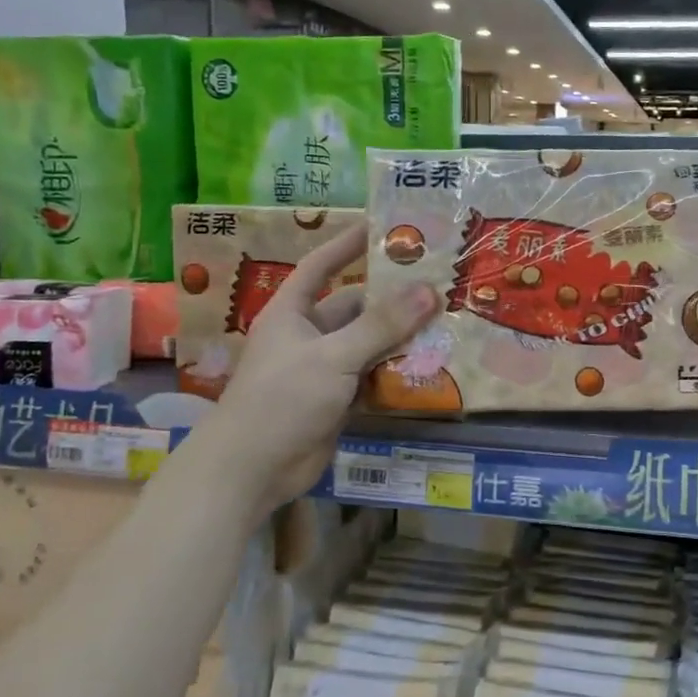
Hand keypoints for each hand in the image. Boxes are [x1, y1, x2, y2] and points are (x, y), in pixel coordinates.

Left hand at [204, 222, 437, 508]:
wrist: (252, 470)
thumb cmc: (283, 398)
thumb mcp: (333, 355)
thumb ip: (381, 325)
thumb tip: (428, 290)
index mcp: (292, 312)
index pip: (321, 266)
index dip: (347, 245)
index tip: (381, 226)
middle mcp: (308, 335)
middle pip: (354, 307)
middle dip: (391, 298)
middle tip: (436, 283)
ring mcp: (323, 369)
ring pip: (368, 343)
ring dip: (399, 336)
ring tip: (445, 320)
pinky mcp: (338, 400)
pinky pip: (372, 376)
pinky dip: (396, 371)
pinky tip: (430, 364)